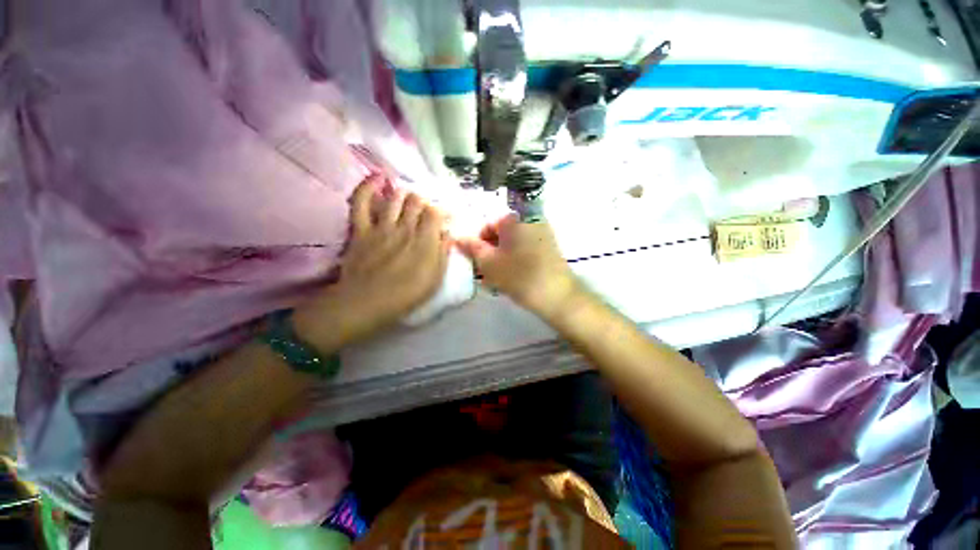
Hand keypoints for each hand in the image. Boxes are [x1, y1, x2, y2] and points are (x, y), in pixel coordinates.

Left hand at [294, 175, 449, 348]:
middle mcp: (405, 227)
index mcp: (425, 240)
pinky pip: (361, 202)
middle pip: (417, 201)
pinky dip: (368, 187)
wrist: (369, 302)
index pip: (435, 213)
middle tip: (425, 213)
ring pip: (395, 198)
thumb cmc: (408, 294)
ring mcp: (381, 226)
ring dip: (404, 194)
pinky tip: (378, 178)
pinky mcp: (361, 229)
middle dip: (424, 203)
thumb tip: (448, 234)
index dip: (441, 212)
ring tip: (408, 199)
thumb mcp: (436, 277)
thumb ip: (443, 253)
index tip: (443, 219)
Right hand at [457, 214, 579, 320]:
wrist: (557, 295)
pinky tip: (512, 277)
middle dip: (490, 251)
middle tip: (485, 272)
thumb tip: (457, 238)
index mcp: (513, 218)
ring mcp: (542, 232)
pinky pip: (525, 248)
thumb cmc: (519, 276)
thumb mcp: (489, 263)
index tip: (477, 262)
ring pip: (513, 243)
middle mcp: (529, 218)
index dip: (478, 243)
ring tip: (497, 279)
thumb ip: (471, 248)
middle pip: (501, 233)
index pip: (487, 225)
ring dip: (502, 257)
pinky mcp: (549, 246)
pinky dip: (515, 259)